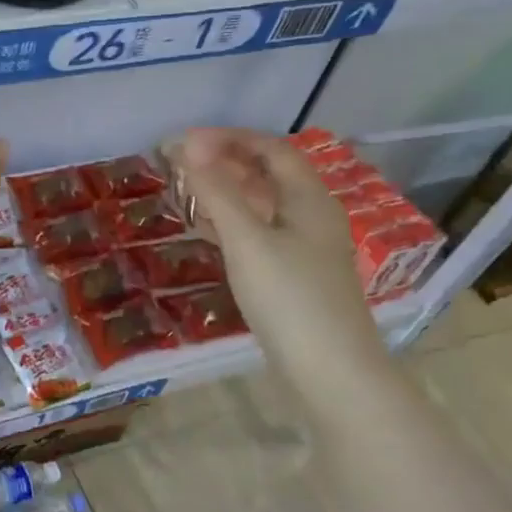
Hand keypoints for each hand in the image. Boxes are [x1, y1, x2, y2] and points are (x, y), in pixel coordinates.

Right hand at [174, 127, 387, 382]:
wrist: (331, 373)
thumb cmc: (289, 298)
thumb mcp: (247, 240)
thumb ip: (217, 191)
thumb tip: (189, 145)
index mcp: (309, 200)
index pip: (271, 148)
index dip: (229, 137)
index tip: (185, 141)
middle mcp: (312, 216)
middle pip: (269, 174)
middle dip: (226, 161)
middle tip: (180, 162)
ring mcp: (306, 248)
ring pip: (264, 204)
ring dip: (227, 190)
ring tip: (187, 190)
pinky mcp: (295, 275)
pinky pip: (260, 232)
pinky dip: (232, 221)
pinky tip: (207, 230)